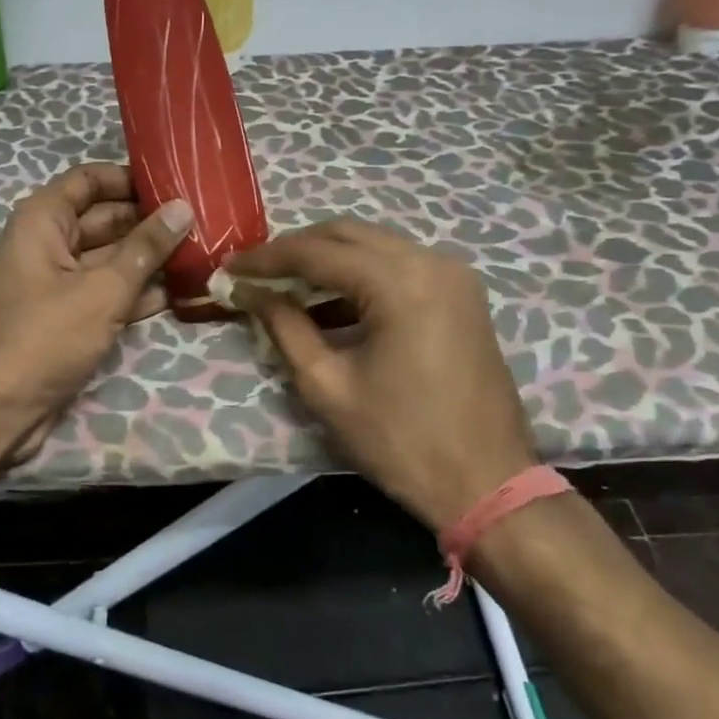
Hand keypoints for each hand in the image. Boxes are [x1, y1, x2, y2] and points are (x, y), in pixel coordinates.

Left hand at [0, 163, 193, 460]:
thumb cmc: (42, 338)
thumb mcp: (101, 290)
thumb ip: (144, 248)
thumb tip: (182, 207)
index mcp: (43, 221)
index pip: (90, 180)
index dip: (130, 178)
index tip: (177, 183)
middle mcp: (48, 244)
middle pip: (105, 220)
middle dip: (149, 222)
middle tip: (204, 221)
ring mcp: (57, 284)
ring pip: (110, 260)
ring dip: (149, 261)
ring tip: (202, 254)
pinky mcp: (67, 320)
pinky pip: (106, 294)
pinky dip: (136, 294)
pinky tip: (177, 294)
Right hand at [226, 219, 536, 530]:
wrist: (488, 485)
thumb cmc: (401, 440)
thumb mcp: (328, 386)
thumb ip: (284, 327)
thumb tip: (249, 292)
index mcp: (400, 283)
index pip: (317, 252)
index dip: (267, 258)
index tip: (230, 268)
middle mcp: (431, 262)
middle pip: (347, 234)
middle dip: (296, 248)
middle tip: (256, 272)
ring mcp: (452, 275)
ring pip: (373, 245)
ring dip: (327, 258)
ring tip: (285, 284)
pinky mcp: (461, 294)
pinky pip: (398, 265)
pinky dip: (360, 274)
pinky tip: (331, 300)